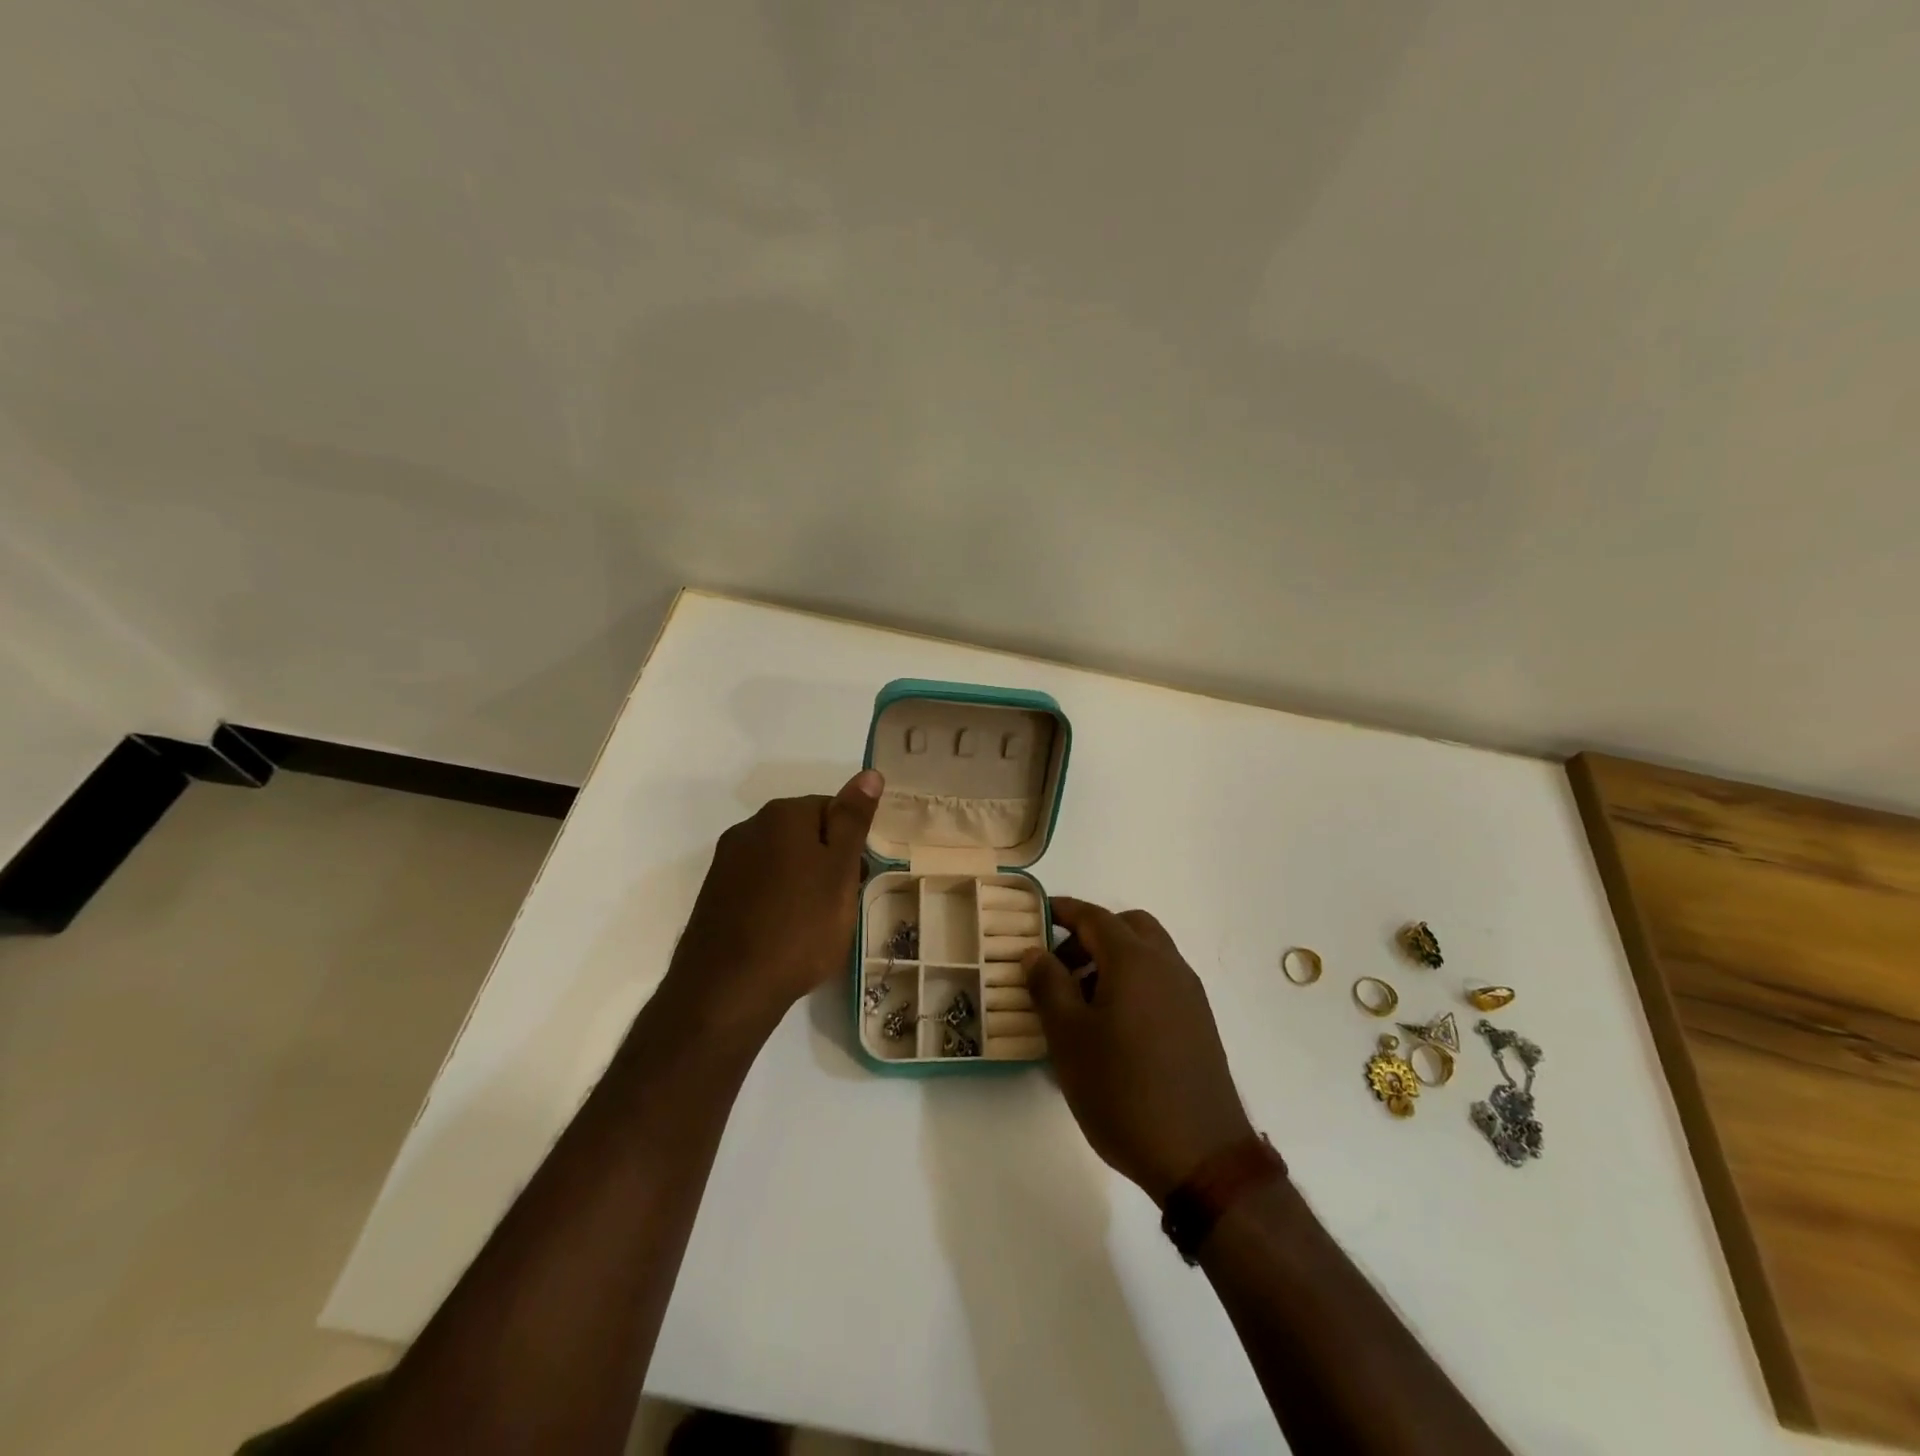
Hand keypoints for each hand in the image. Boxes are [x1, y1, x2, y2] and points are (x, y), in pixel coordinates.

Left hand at [660, 770, 882, 1039]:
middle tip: (842, 904)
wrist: (727, 990)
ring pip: (782, 862)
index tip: (858, 878)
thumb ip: (853, 821)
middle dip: (828, 863)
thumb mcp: (839, 872)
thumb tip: (869, 773)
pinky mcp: (715, 896)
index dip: (852, 843)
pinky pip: (759, 887)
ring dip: (803, 884)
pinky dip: (777, 903)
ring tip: (816, 925)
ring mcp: (726, 863)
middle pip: (805, 834)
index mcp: (782, 815)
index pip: (832, 809)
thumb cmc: (799, 926)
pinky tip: (785, 935)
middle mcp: (749, 828)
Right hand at [1024, 899, 1254, 1203]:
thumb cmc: (1123, 1091)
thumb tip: (1035, 951)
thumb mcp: (1069, 1038)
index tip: (1036, 917)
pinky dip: (1134, 982)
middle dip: (1091, 934)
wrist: (1201, 1157)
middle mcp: (1167, 966)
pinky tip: (1113, 1026)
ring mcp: (1189, 995)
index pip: (1094, 917)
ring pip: (1148, 954)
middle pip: (1128, 927)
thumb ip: (1048, 985)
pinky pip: (1161, 981)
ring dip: (1114, 959)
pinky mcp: (1200, 1024)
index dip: (1063, 911)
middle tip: (1060, 965)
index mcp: (1134, 960)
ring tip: (1080, 1002)